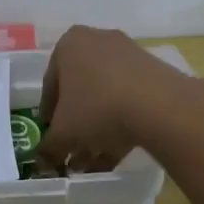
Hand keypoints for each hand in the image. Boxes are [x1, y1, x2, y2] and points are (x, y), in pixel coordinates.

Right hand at [39, 25, 190, 172]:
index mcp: (69, 45)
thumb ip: (48, 147)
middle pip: (81, 90)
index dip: (49, 117)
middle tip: (74, 152)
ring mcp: (129, 54)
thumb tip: (44, 158)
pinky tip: (116, 155)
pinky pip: (129, 99)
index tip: (52, 139)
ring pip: (105, 97)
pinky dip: (121, 124)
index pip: (51, 85)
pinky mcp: (154, 71)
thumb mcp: (63, 134)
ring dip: (98, 130)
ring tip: (95, 163)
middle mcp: (98, 41)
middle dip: (76, 125)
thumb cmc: (97, 109)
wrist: (159, 105)